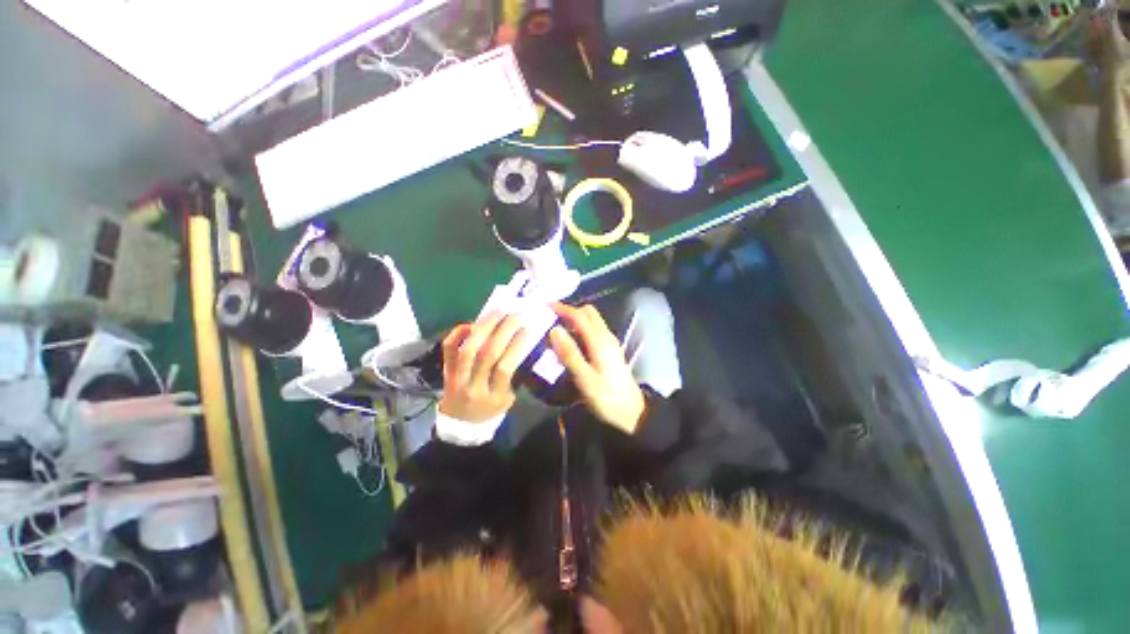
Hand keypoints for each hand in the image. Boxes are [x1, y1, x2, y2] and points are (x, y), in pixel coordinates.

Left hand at [439, 313, 531, 423]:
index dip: (517, 345)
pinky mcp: (446, 371)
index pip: (505, 368)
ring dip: (484, 326)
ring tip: (498, 311)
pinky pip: (448, 349)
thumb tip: (523, 345)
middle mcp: (473, 387)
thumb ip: (515, 376)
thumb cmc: (491, 410)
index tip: (528, 328)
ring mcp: (457, 378)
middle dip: (504, 329)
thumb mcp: (509, 398)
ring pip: (468, 348)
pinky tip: (472, 323)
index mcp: (494, 396)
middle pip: (487, 354)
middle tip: (516, 313)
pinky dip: (458, 333)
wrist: (461, 424)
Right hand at [548, 304, 645, 432]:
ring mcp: (610, 343)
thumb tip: (554, 330)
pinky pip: (593, 331)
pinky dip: (580, 329)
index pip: (580, 316)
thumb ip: (569, 354)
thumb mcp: (585, 379)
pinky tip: (570, 342)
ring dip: (575, 320)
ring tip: (556, 330)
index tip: (545, 306)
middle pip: (588, 313)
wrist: (632, 413)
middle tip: (550, 318)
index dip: (562, 309)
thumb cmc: (607, 398)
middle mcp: (606, 337)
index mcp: (600, 341)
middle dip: (569, 311)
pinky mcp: (610, 350)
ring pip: (592, 321)